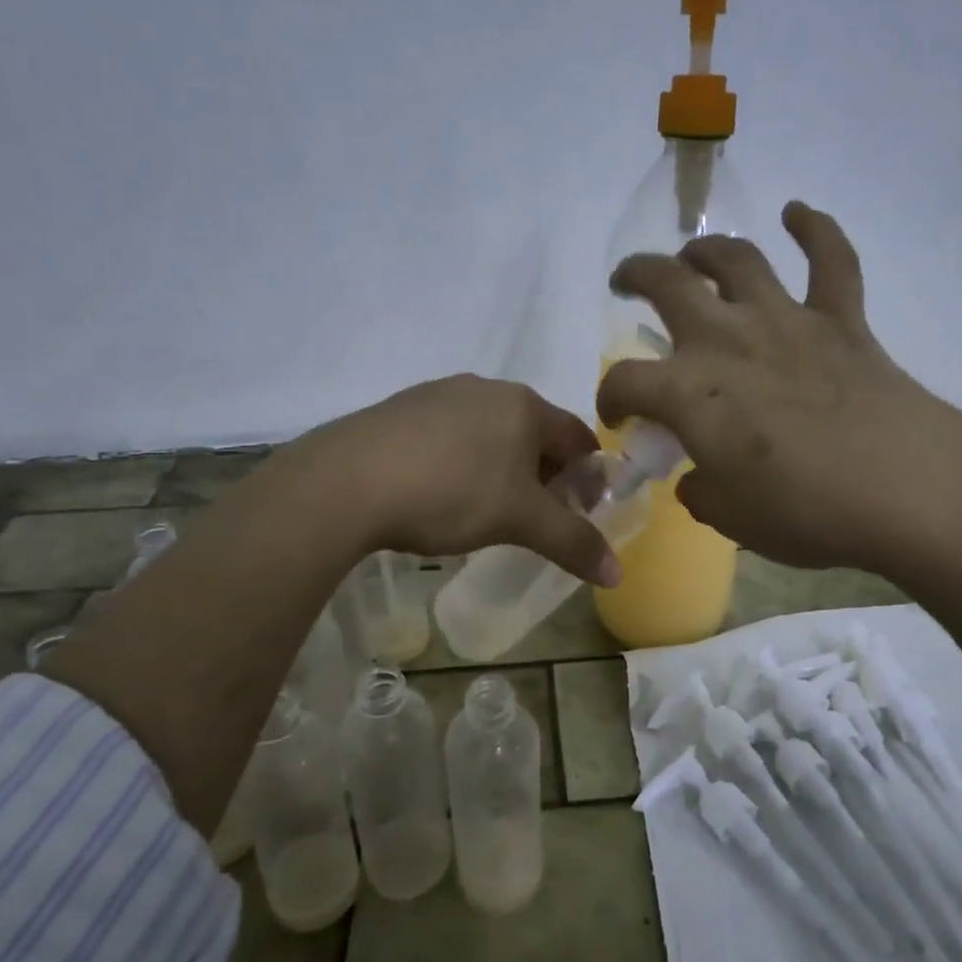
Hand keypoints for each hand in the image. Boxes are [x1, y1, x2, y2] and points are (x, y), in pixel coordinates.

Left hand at [294, 374, 621, 585]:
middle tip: (535, 519)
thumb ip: (572, 542)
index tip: (579, 515)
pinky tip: (439, 494)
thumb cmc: (449, 492)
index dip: (588, 478)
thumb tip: (616, 574)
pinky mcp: (402, 409)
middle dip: (544, 476)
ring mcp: (440, 394)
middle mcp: (486, 388)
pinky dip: (461, 463)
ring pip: (491, 433)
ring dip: (503, 469)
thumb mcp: (519, 521)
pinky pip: (450, 435)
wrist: (345, 481)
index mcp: (524, 405)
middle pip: (535, 434)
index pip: (578, 438)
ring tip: (485, 511)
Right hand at [596, 202, 961, 575]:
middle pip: (667, 285)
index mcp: (689, 392)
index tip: (619, 418)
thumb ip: (702, 492)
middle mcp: (727, 340)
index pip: (625, 383)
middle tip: (626, 283)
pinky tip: (798, 212)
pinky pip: (831, 260)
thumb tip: (697, 477)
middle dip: (637, 276)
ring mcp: (786, 322)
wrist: (905, 490)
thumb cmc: (805, 512)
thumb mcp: (732, 519)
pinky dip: (815, 229)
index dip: (611, 399)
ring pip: (737, 259)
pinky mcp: (841, 321)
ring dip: (707, 249)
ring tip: (693, 256)